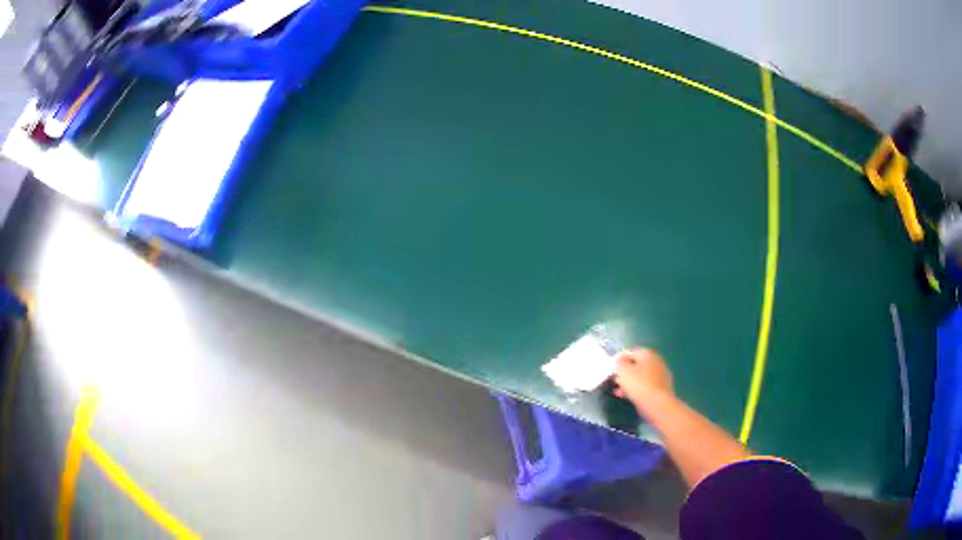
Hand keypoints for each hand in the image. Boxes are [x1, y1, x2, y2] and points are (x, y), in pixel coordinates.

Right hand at [613, 349, 673, 405]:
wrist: (658, 404)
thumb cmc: (639, 384)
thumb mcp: (623, 371)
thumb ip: (619, 362)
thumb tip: (620, 360)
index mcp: (648, 354)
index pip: (631, 352)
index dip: (620, 359)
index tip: (612, 368)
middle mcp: (657, 361)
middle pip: (637, 365)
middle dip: (625, 372)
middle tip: (615, 380)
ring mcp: (661, 375)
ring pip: (641, 376)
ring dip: (629, 382)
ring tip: (619, 391)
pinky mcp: (662, 388)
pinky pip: (646, 385)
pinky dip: (637, 389)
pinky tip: (628, 396)